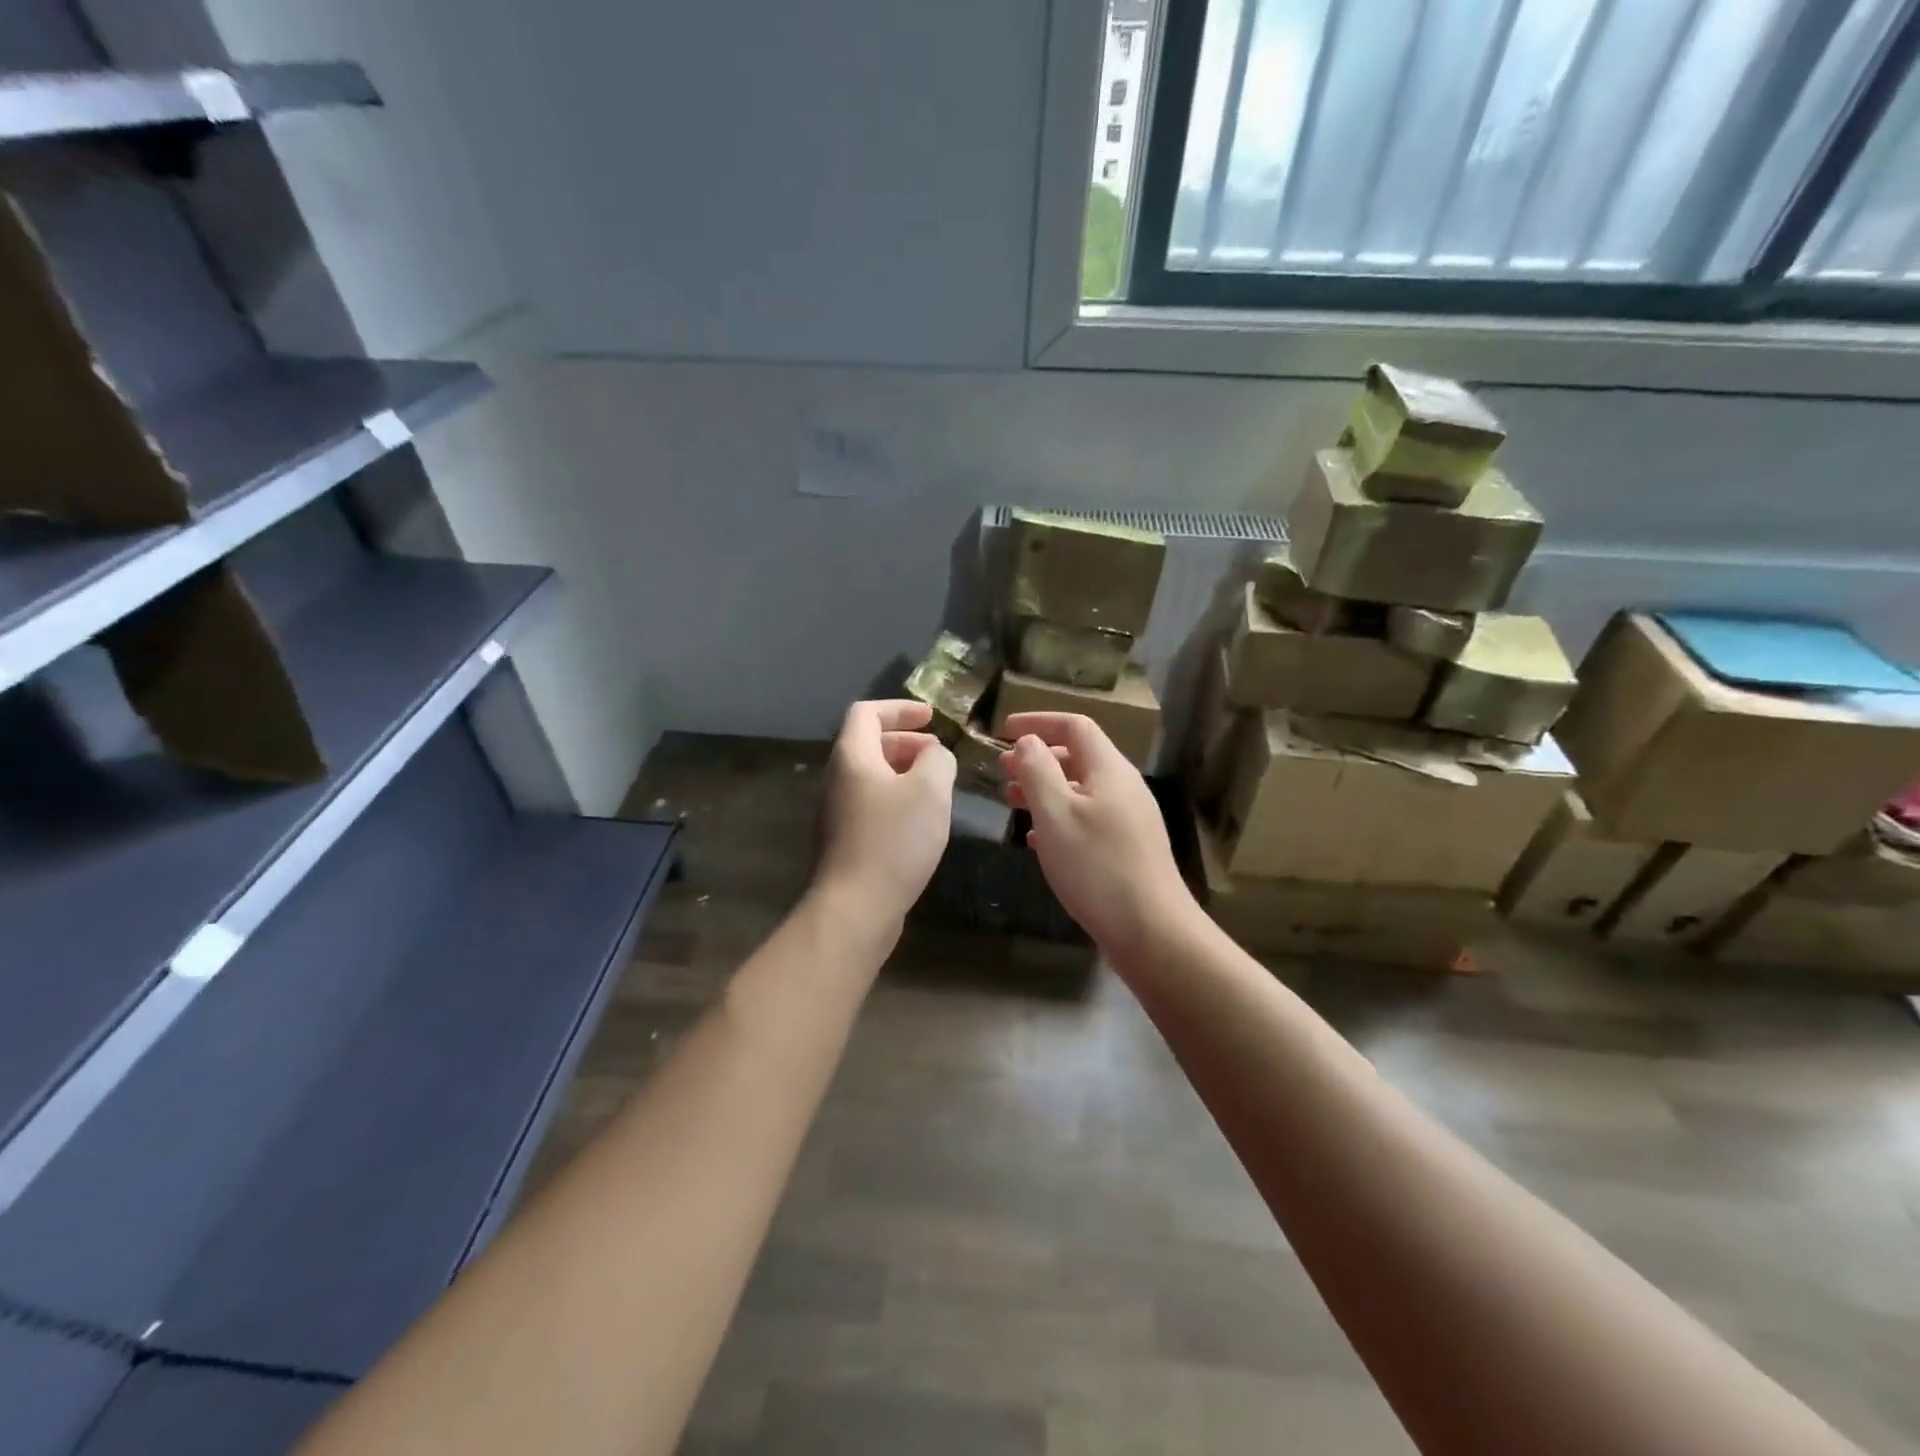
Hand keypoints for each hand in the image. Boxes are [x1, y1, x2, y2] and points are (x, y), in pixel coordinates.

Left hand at [814, 700, 955, 926]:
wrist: (855, 907)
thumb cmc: (894, 840)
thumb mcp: (929, 790)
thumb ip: (938, 760)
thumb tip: (935, 756)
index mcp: (853, 757)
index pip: (867, 712)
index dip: (900, 708)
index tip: (932, 718)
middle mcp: (838, 779)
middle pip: (869, 744)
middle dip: (906, 742)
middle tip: (938, 754)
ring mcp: (838, 812)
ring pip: (872, 777)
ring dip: (904, 772)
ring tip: (936, 786)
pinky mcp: (846, 840)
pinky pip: (873, 804)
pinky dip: (898, 799)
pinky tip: (922, 822)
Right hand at [1000, 712, 1197, 962]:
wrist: (1152, 931)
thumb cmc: (1096, 867)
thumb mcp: (1056, 814)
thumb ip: (1037, 771)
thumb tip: (1028, 741)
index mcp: (1109, 770)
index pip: (1075, 726)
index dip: (1038, 721)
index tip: (1004, 729)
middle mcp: (1123, 787)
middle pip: (1079, 757)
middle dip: (1038, 758)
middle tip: (1002, 769)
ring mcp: (1129, 819)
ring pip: (1081, 790)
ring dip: (1046, 789)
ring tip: (1012, 801)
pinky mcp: (1128, 849)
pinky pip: (1088, 819)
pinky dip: (1060, 819)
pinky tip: (1037, 840)